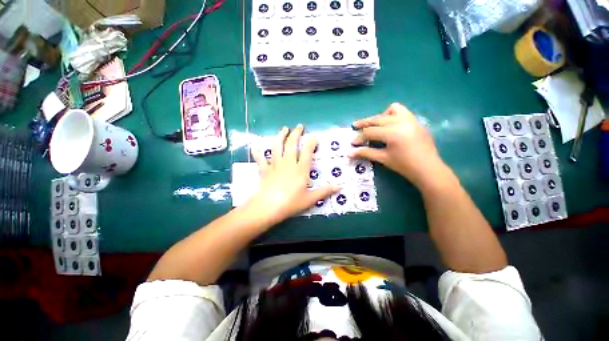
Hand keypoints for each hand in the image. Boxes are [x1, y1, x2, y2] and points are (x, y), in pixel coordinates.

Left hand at [248, 125, 339, 224]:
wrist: (269, 207)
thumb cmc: (291, 203)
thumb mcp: (310, 199)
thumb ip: (324, 191)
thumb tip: (340, 187)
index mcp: (301, 169)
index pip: (307, 151)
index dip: (311, 142)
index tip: (314, 136)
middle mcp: (288, 163)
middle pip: (292, 144)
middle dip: (296, 133)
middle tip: (299, 126)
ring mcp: (275, 165)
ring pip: (277, 146)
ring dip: (280, 136)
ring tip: (283, 129)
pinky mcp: (265, 170)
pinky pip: (261, 159)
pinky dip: (258, 153)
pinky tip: (256, 147)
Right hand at [350, 103, 446, 188]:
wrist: (428, 169)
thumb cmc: (404, 165)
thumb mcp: (383, 158)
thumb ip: (365, 153)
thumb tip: (349, 153)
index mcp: (392, 132)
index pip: (370, 132)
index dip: (359, 137)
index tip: (353, 143)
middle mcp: (401, 121)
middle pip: (377, 119)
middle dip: (364, 123)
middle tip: (355, 126)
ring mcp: (411, 119)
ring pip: (392, 109)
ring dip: (381, 116)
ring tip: (376, 125)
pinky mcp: (416, 122)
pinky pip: (403, 112)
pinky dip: (393, 116)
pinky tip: (390, 126)